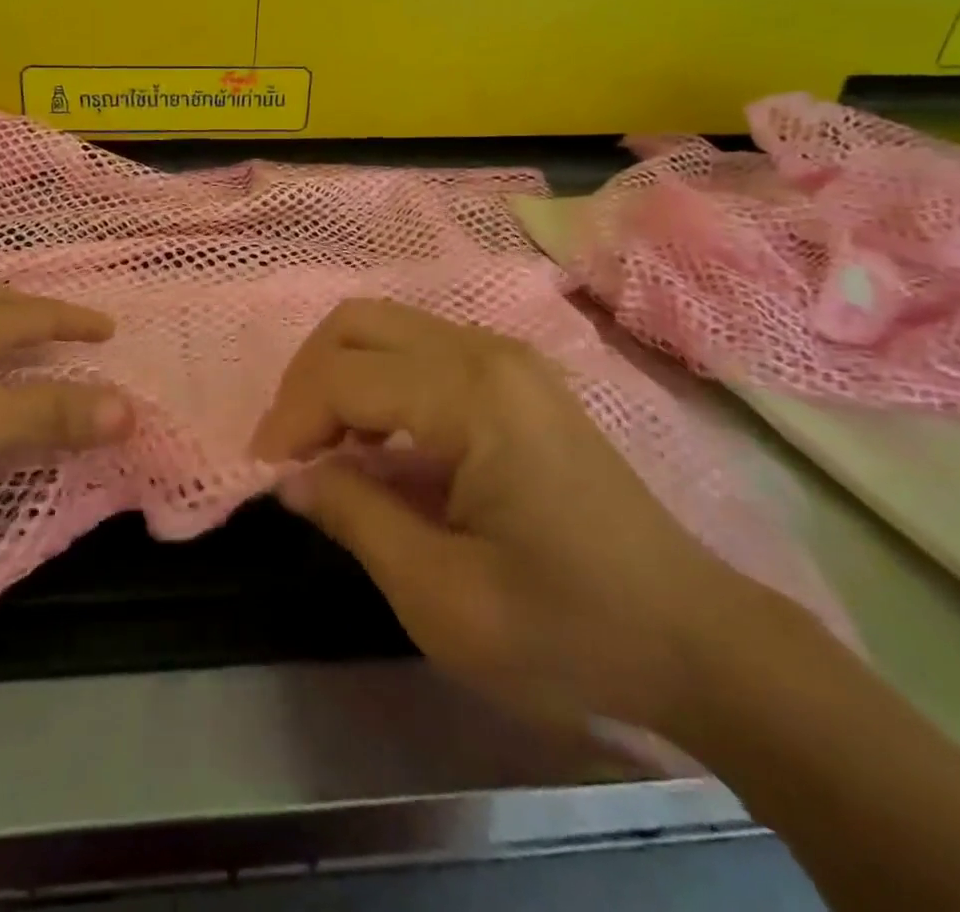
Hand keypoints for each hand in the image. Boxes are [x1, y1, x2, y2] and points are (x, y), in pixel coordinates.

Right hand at [251, 299, 758, 735]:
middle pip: (357, 322)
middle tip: (291, 451)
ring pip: (384, 326)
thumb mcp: (442, 597)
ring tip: (327, 449)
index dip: (289, 422)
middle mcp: (486, 351)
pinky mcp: (515, 375)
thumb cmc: (568, 628)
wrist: (694, 637)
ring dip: (338, 377)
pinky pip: (418, 348)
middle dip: (306, 381)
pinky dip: (376, 380)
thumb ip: (355, 519)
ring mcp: (505, 356)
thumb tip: (289, 477)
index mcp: (471, 396)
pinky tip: (379, 442)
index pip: (343, 377)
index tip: (265, 476)